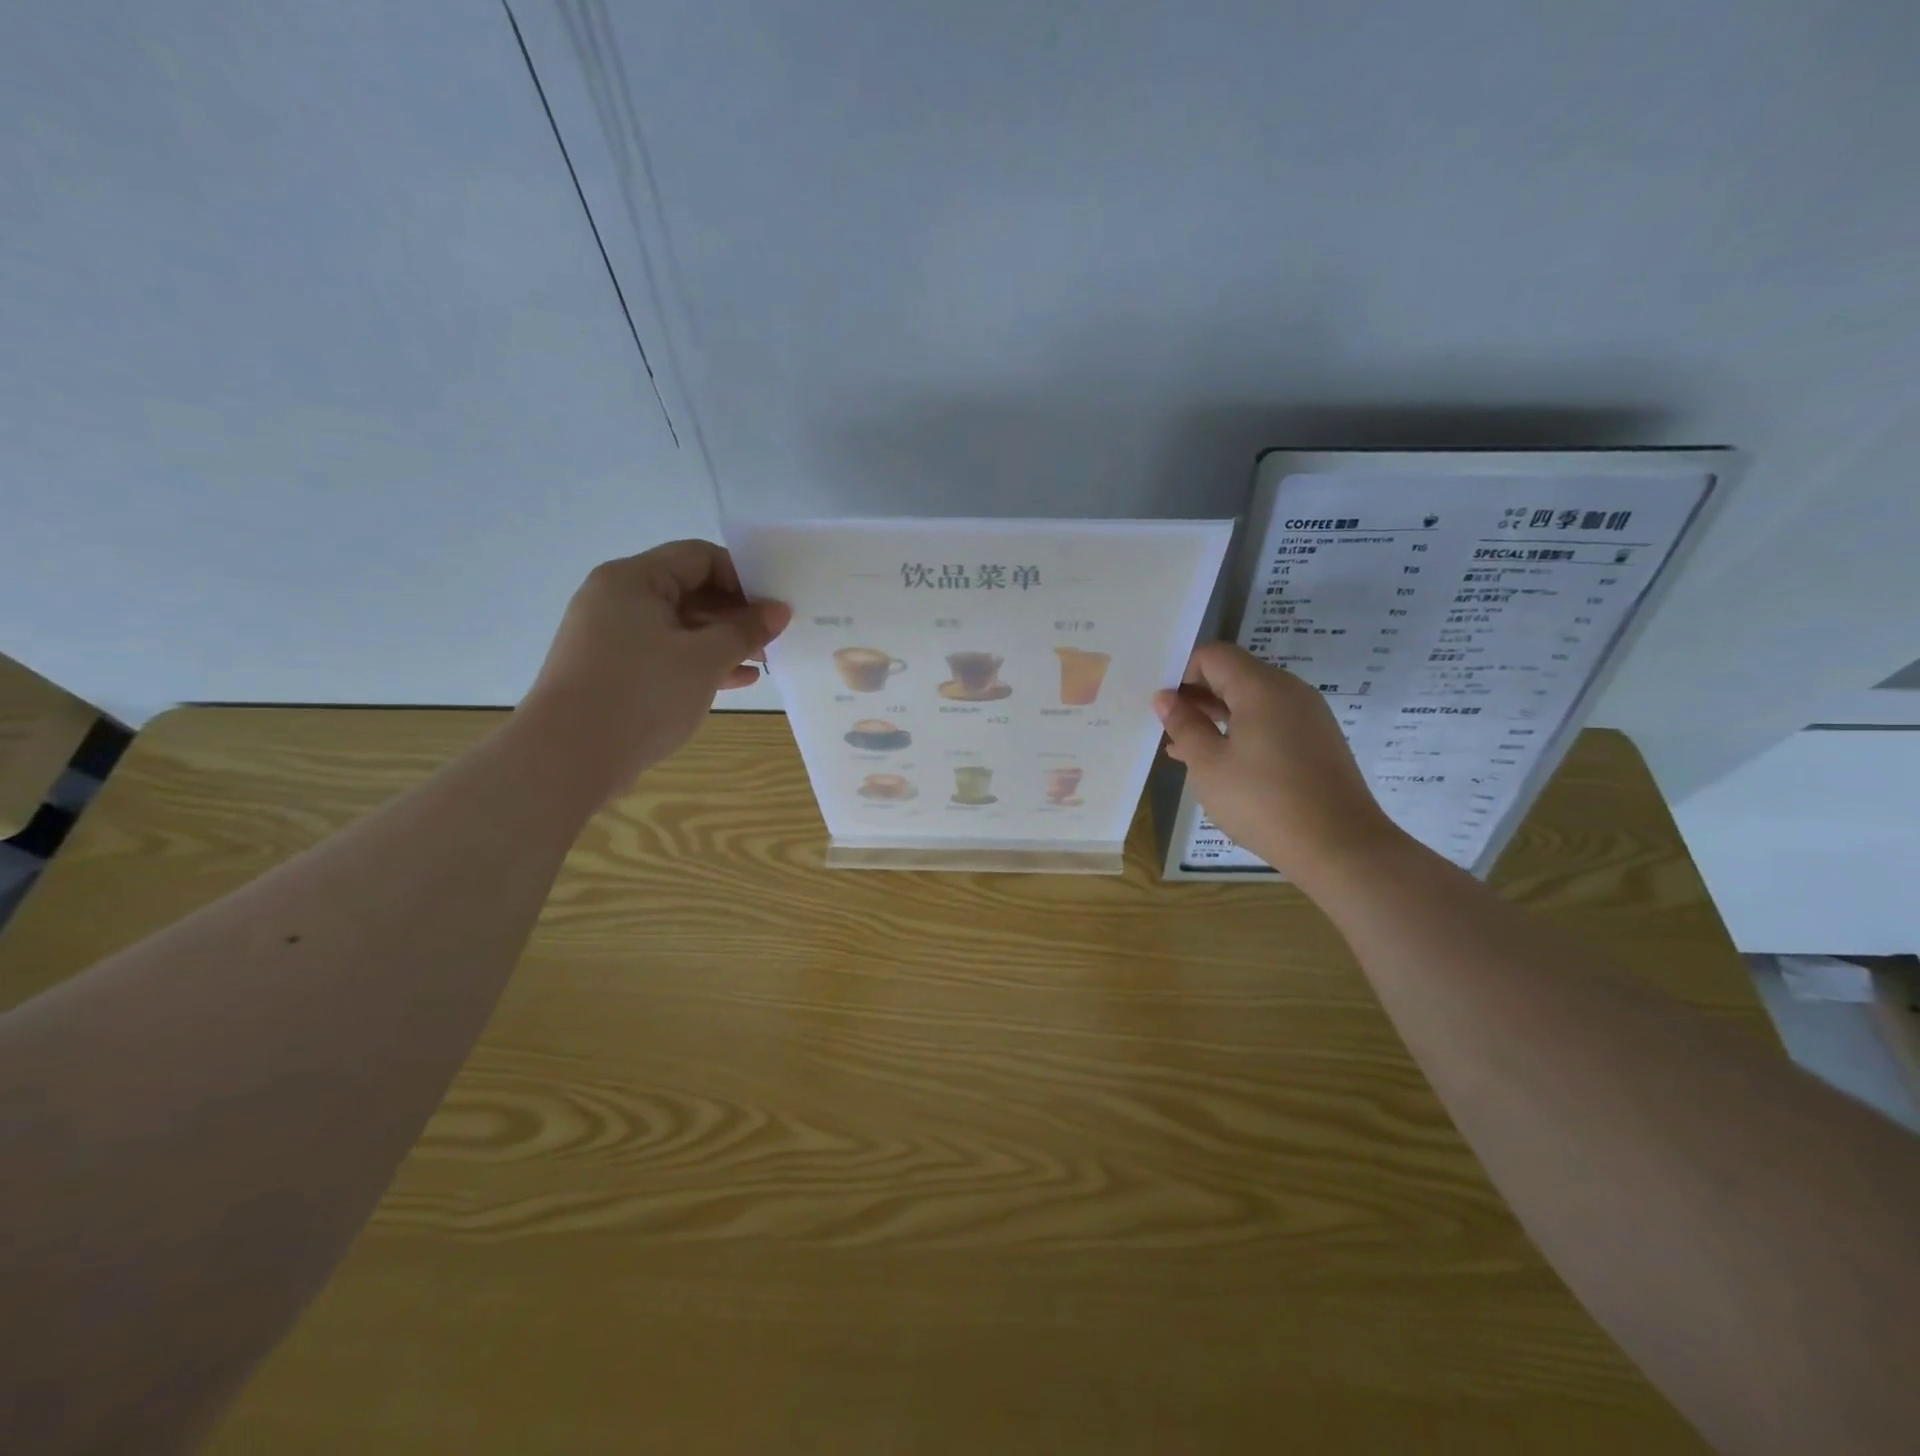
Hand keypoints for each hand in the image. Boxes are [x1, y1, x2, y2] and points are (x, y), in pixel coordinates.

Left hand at [519, 541, 790, 802]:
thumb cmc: (642, 693)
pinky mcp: (612, 671)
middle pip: (689, 590)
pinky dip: (699, 662)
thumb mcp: (705, 659)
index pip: (698, 557)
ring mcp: (611, 637)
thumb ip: (746, 630)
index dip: (742, 576)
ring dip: (722, 641)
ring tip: (762, 661)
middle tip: (773, 636)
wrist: (569, 757)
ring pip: (679, 626)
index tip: (773, 605)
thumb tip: (778, 610)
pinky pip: (664, 654)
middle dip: (735, 612)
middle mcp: (617, 599)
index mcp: (634, 580)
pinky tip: (737, 680)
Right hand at [1154, 643, 1403, 883]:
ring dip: (1217, 718)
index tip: (1164, 709)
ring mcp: (1309, 716)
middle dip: (1198, 697)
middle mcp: (1289, 690)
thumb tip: (1165, 698)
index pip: (1212, 655)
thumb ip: (1184, 725)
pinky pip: (1271, 722)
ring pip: (1252, 701)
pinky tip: (1221, 764)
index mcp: (1261, 687)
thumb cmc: (1263, 801)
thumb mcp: (1208, 765)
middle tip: (1169, 729)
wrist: (1339, 847)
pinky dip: (1242, 733)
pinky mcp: (1318, 741)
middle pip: (1234, 675)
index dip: (1182, 674)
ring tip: (1186, 750)